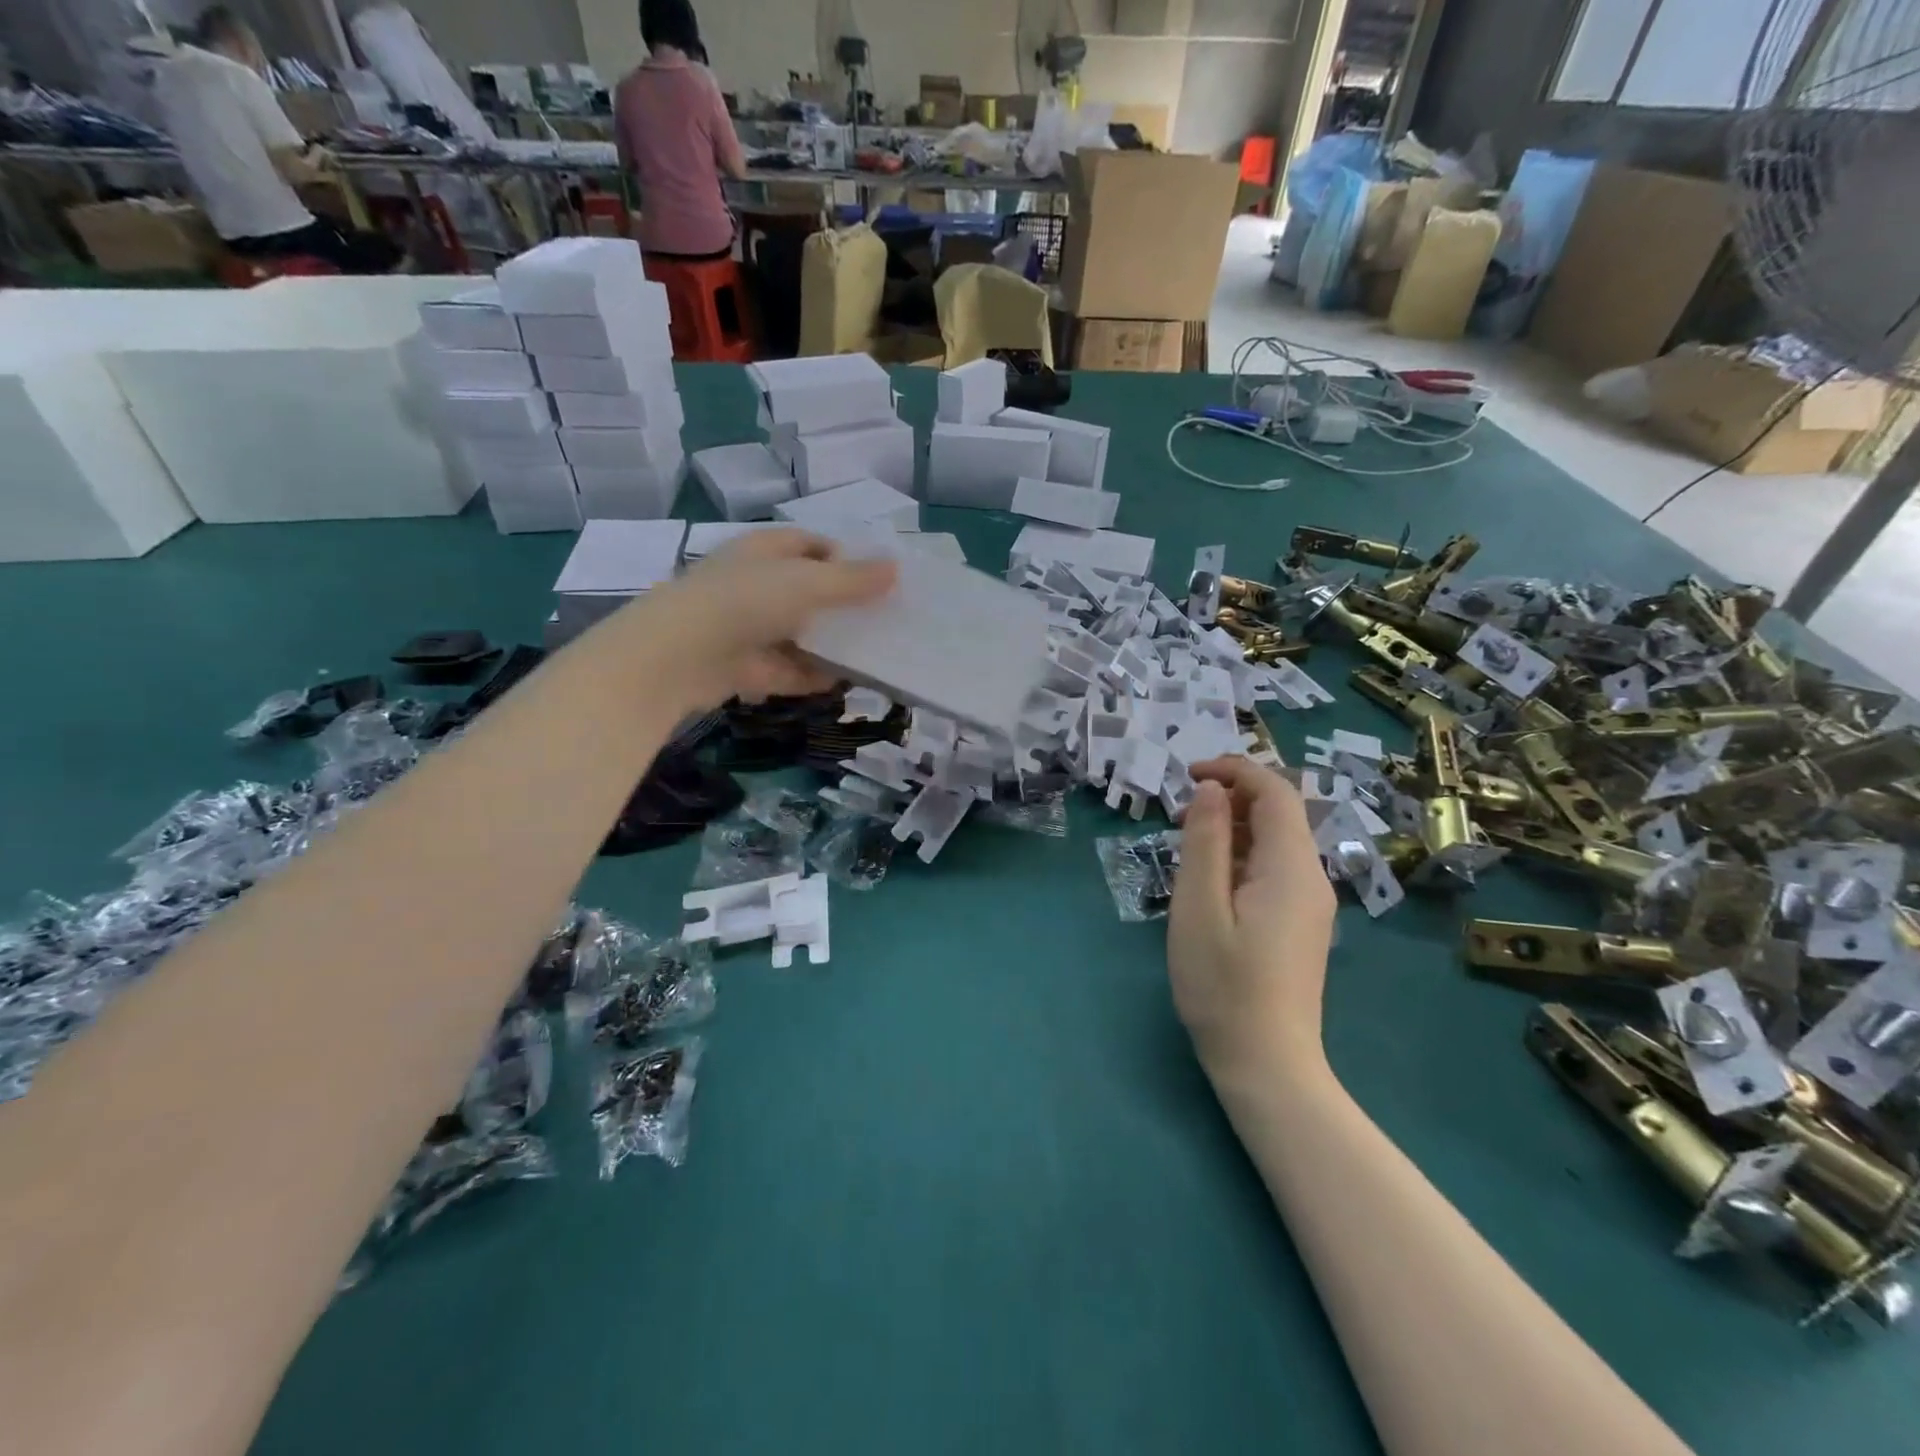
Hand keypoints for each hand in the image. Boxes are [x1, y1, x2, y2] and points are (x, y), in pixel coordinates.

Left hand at [614, 529, 895, 712]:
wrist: (680, 656)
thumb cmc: (746, 601)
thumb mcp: (808, 583)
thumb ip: (853, 580)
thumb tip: (896, 568)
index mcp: (765, 551)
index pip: (810, 544)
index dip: (844, 557)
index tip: (878, 578)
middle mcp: (756, 585)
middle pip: (809, 592)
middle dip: (843, 606)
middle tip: (884, 619)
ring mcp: (749, 628)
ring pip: (802, 634)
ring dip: (832, 645)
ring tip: (876, 655)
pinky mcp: (747, 668)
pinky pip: (791, 669)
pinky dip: (815, 676)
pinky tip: (847, 683)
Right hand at [1168, 757, 1335, 1080]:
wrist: (1267, 1064)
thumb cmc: (1223, 985)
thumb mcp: (1199, 907)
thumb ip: (1205, 842)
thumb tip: (1210, 790)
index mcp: (1290, 868)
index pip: (1274, 792)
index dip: (1233, 770)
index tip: (1187, 777)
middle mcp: (1310, 878)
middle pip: (1278, 813)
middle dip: (1228, 799)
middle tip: (1176, 818)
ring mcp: (1309, 903)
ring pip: (1274, 842)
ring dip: (1231, 828)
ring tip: (1186, 849)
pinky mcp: (1300, 924)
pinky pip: (1273, 870)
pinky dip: (1240, 857)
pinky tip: (1209, 883)